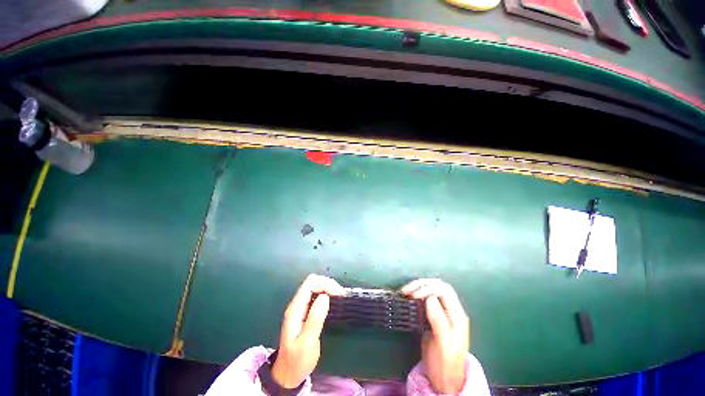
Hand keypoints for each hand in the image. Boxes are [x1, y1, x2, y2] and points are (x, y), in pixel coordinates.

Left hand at [271, 274, 345, 387]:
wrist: (287, 374)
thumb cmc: (297, 361)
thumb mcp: (307, 343)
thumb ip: (315, 319)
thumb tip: (325, 297)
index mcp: (295, 310)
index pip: (310, 284)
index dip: (325, 284)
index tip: (339, 294)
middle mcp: (296, 305)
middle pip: (312, 282)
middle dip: (328, 284)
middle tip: (341, 295)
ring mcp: (300, 307)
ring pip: (314, 286)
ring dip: (328, 287)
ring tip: (340, 296)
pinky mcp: (305, 311)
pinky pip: (316, 295)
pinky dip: (326, 293)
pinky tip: (333, 300)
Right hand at [401, 279, 468, 393]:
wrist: (445, 380)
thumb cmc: (445, 364)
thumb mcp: (443, 344)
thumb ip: (439, 320)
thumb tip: (429, 298)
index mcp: (457, 315)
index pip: (444, 290)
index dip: (428, 288)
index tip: (413, 295)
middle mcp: (452, 310)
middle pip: (438, 286)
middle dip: (422, 284)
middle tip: (406, 290)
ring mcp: (443, 312)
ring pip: (432, 290)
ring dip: (418, 287)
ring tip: (405, 291)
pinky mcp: (435, 316)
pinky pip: (427, 298)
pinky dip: (417, 294)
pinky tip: (409, 297)